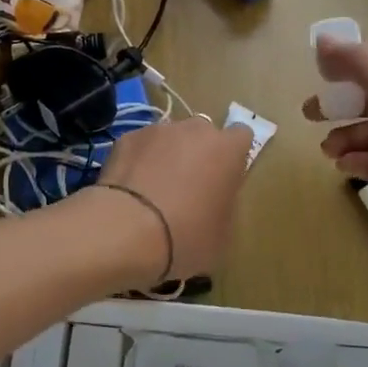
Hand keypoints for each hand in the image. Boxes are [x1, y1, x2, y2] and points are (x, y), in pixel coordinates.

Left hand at [89, 117, 253, 282]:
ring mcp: (158, 130)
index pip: (242, 136)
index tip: (224, 179)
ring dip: (166, 156)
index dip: (233, 156)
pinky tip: (130, 191)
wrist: (127, 230)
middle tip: (188, 187)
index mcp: (227, 150)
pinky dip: (138, 162)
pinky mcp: (126, 138)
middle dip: (198, 153)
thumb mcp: (222, 235)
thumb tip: (213, 202)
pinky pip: (139, 147)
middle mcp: (195, 130)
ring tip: (153, 191)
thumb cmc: (186, 236)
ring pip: (169, 138)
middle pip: (202, 133)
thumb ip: (223, 206)